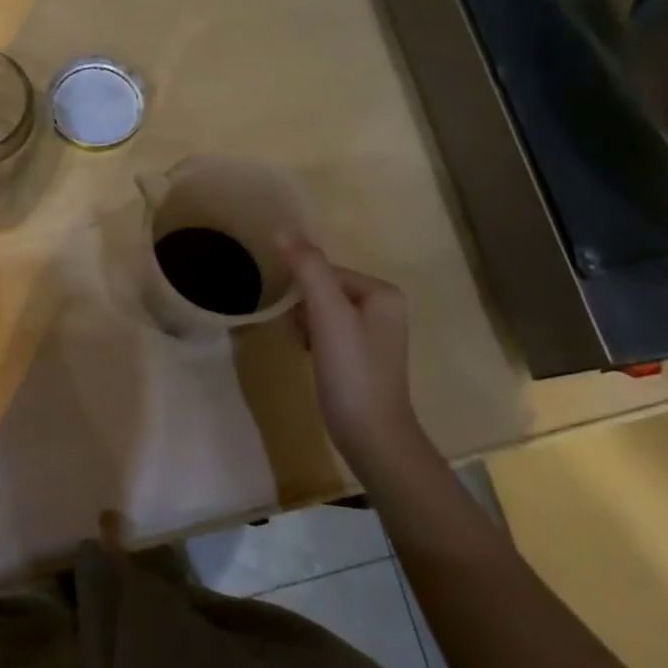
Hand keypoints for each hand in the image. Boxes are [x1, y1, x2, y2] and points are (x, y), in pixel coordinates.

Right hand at [279, 235, 422, 468]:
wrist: (372, 438)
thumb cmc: (352, 372)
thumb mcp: (328, 314)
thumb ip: (308, 268)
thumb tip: (283, 230)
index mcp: (383, 292)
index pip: (326, 272)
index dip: (305, 293)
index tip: (303, 322)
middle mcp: (385, 308)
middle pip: (325, 290)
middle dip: (306, 311)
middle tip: (306, 338)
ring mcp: (376, 334)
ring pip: (324, 312)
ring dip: (308, 326)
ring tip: (310, 351)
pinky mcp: (364, 358)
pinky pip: (330, 333)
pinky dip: (316, 342)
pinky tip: (314, 361)